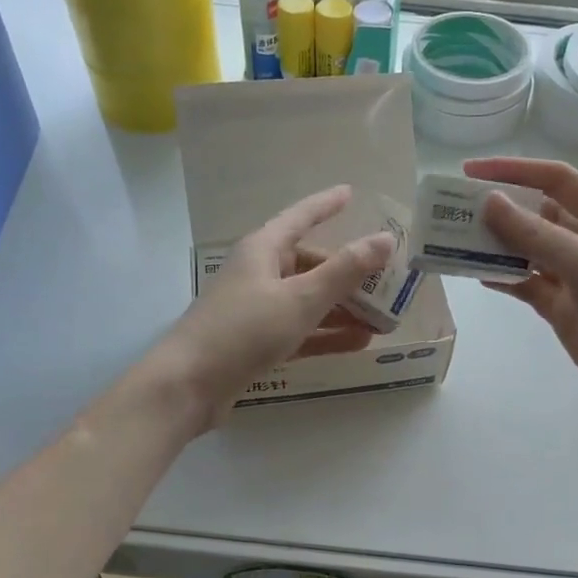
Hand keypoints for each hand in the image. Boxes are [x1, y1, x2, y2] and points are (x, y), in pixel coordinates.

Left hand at [150, 185, 395, 429]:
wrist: (189, 385)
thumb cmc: (244, 330)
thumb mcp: (301, 299)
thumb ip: (345, 271)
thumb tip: (385, 239)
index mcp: (264, 250)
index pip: (301, 217)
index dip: (326, 204)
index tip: (351, 193)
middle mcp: (260, 273)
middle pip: (311, 264)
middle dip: (349, 275)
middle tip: (388, 284)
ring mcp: (257, 309)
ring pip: (309, 301)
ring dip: (343, 309)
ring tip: (383, 320)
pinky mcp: (257, 342)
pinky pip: (301, 330)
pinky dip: (327, 334)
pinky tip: (358, 342)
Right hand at [463, 157, 577, 439]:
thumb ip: (539, 234)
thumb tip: (491, 202)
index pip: (560, 180)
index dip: (516, 171)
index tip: (469, 171)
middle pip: (542, 214)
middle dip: (501, 209)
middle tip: (453, 210)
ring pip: (531, 250)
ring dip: (497, 244)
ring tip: (454, 240)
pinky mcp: (566, 310)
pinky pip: (528, 285)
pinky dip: (504, 278)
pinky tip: (476, 275)